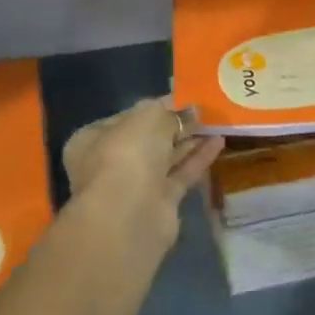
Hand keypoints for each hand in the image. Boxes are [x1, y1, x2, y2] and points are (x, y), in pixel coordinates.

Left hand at [62, 97, 223, 256]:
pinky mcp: (159, 204)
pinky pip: (181, 174)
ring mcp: (135, 185)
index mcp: (94, 138)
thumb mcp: (149, 116)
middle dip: (175, 124)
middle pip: (149, 138)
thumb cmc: (128, 154)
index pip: (128, 116)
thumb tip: (188, 111)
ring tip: (217, 122)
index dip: (156, 106)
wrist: (128, 216)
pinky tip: (219, 142)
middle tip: (204, 110)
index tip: (183, 98)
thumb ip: (169, 111)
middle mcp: (111, 162)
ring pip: (166, 157)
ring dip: (190, 140)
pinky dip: (199, 159)